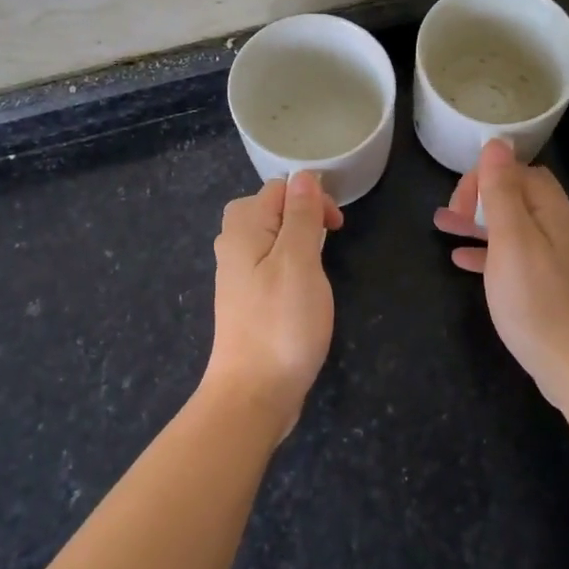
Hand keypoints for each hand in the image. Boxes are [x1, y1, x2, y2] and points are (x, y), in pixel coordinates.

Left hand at [206, 172, 343, 435]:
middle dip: (301, 214)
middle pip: (267, 208)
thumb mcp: (298, 261)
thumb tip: (303, 176)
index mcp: (243, 229)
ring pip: (268, 237)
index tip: (336, 227)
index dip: (311, 197)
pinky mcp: (247, 300)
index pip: (278, 188)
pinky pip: (268, 263)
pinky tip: (302, 287)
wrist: (254, 393)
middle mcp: (233, 246)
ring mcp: (237, 275)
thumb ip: (300, 216)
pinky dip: (289, 264)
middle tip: (328, 239)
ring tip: (318, 262)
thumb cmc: (281, 324)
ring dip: (297, 239)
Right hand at [435, 140, 568, 408]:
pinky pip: (515, 256)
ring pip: (512, 227)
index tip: (456, 203)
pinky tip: (462, 263)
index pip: (517, 172)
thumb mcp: (512, 241)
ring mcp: (557, 258)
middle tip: (447, 216)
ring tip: (443, 229)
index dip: (484, 178)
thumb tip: (496, 142)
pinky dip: (488, 252)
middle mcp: (559, 227)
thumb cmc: (539, 302)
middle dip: (479, 198)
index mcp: (553, 211)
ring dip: (478, 223)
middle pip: (516, 196)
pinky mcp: (550, 285)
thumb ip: (502, 192)